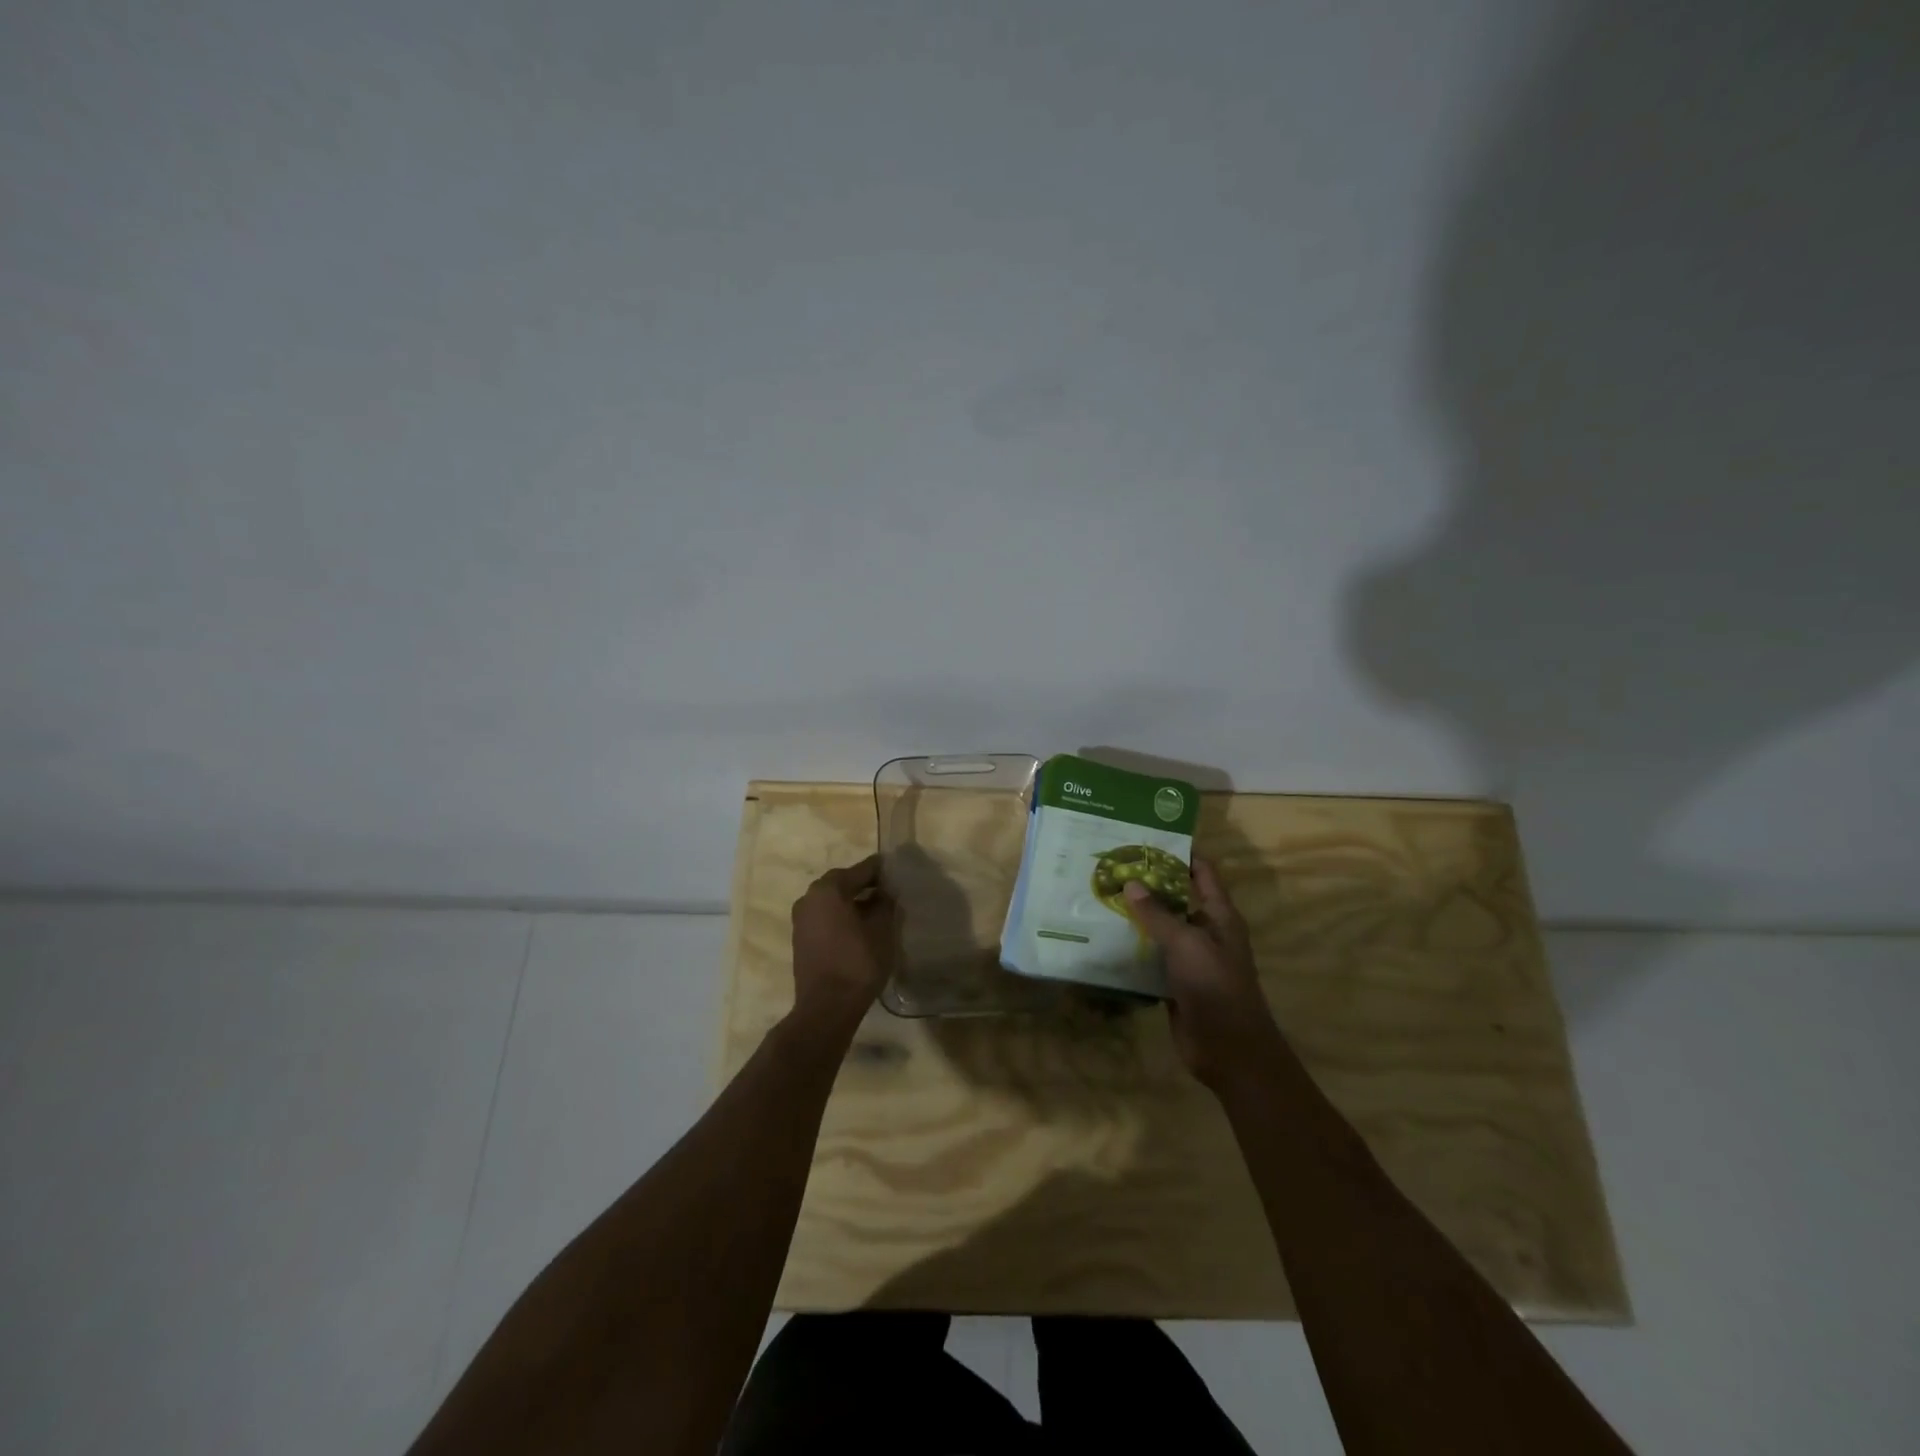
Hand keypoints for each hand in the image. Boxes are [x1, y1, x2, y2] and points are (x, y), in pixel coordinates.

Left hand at [789, 854, 898, 1028]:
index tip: (895, 868)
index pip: (860, 870)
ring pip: (831, 901)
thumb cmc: (858, 962)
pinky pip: (824, 917)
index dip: (880, 870)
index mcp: (828, 889)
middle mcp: (809, 898)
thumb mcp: (882, 929)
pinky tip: (859, 927)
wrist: (827, 1007)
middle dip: (864, 885)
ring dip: (851, 901)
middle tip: (888, 890)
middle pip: (842, 883)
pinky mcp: (800, 939)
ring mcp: (801, 919)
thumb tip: (884, 892)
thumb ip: (884, 903)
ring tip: (876, 910)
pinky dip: (840, 916)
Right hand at [1123, 858, 1286, 1089]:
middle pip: (1177, 898)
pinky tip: (1105, 939)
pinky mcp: (1174, 982)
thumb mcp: (1186, 944)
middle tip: (1112, 866)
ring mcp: (1190, 959)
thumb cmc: (1215, 987)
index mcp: (1219, 916)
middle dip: (1149, 883)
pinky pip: (1152, 957)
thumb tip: (1132, 882)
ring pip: (1162, 929)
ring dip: (1137, 916)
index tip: (1146, 838)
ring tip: (1101, 896)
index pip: (1202, 872)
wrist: (1229, 1050)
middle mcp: (1206, 932)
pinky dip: (1133, 948)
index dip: (1180, 852)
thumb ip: (1158, 914)